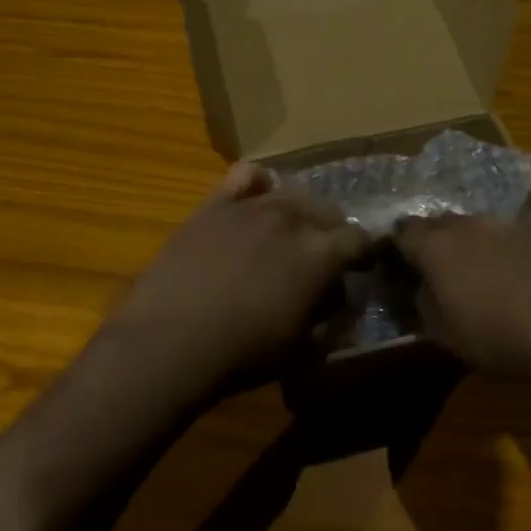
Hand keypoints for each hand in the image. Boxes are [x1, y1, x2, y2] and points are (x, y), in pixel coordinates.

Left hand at [97, 163, 370, 405]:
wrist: (169, 342)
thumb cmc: (241, 355)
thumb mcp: (300, 346)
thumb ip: (326, 313)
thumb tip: (334, 295)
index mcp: (319, 254)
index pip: (358, 239)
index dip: (362, 254)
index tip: (357, 269)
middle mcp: (290, 219)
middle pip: (326, 210)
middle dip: (332, 231)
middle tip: (321, 257)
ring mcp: (250, 207)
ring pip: (290, 194)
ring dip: (299, 211)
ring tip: (289, 232)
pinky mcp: (214, 205)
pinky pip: (244, 175)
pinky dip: (258, 182)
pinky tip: (257, 197)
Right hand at [395, 216, 530, 409]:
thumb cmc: (494, 334)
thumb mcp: (440, 331)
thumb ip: (418, 302)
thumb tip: (416, 288)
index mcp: (435, 242)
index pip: (401, 232)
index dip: (394, 249)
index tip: (394, 269)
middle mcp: (467, 223)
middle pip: (437, 224)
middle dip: (429, 243)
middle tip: (431, 273)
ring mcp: (506, 225)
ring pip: (473, 229)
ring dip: (466, 247)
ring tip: (472, 278)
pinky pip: (504, 239)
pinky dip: (498, 254)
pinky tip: (508, 282)